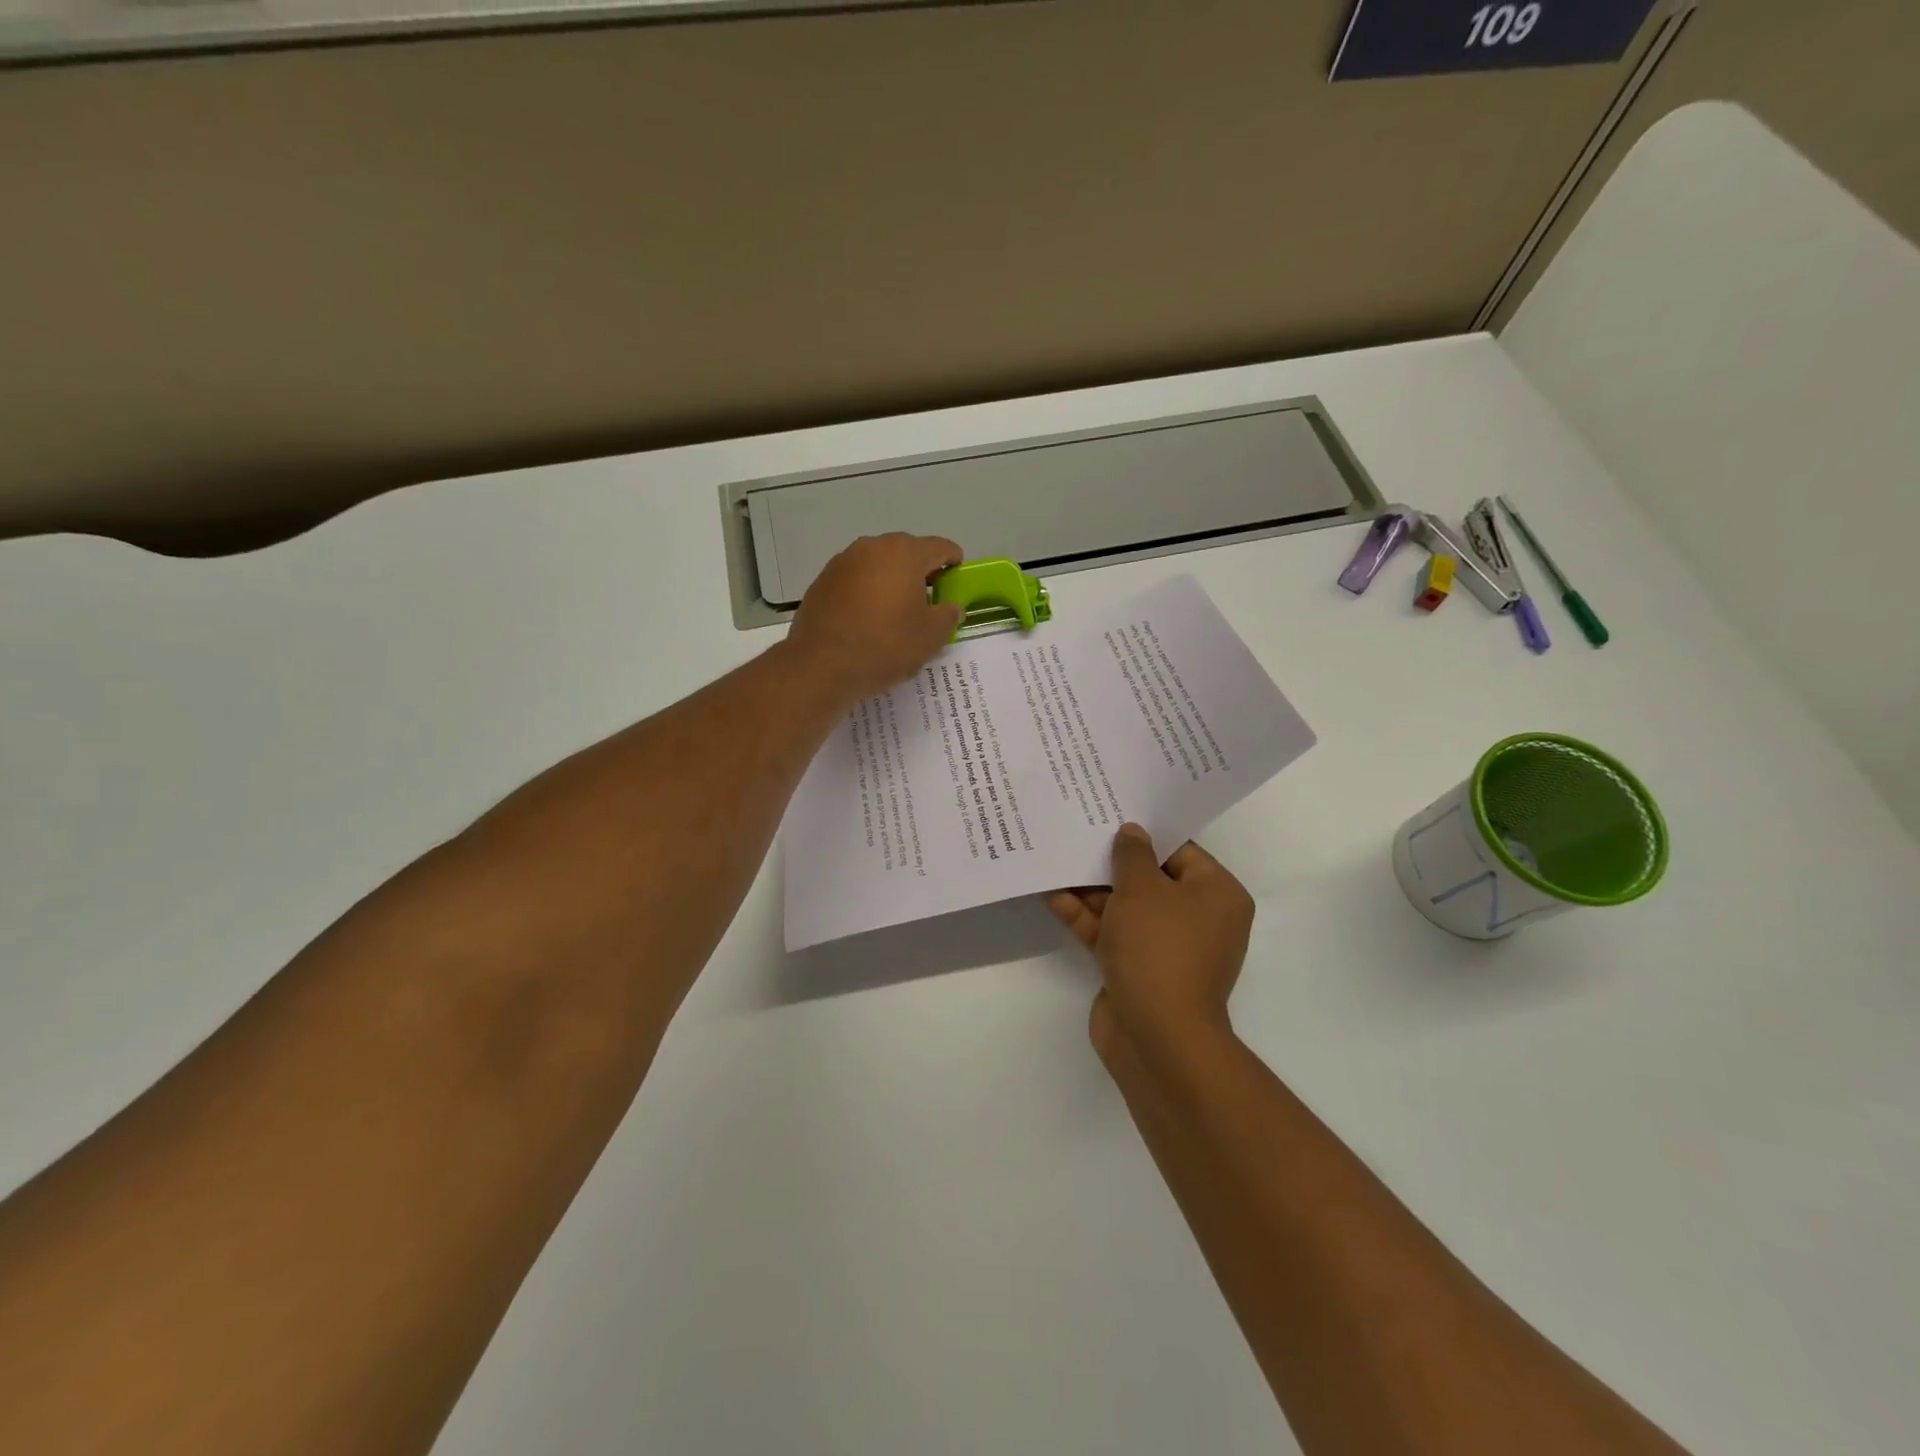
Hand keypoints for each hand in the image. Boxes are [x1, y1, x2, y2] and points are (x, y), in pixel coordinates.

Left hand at [787, 534, 964, 702]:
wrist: (823, 666)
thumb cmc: (886, 646)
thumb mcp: (931, 637)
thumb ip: (948, 615)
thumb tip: (951, 606)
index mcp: (905, 553)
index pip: (940, 547)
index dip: (953, 561)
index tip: (958, 577)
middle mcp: (872, 547)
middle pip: (906, 552)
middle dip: (920, 571)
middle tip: (929, 598)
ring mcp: (842, 562)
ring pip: (877, 565)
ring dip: (890, 580)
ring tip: (896, 610)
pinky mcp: (822, 581)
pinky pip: (854, 580)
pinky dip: (866, 592)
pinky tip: (867, 619)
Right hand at [1048, 824, 1253, 1064]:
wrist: (1156, 1036)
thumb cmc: (1159, 948)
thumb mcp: (1142, 889)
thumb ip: (1132, 855)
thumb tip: (1132, 832)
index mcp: (1217, 895)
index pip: (1180, 851)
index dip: (1144, 834)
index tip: (1110, 815)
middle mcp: (1198, 919)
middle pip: (1150, 879)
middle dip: (1112, 862)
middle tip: (1079, 833)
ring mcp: (1167, 947)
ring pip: (1127, 907)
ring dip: (1093, 890)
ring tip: (1058, 860)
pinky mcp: (1138, 969)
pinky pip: (1113, 934)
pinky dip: (1088, 918)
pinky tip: (1055, 898)